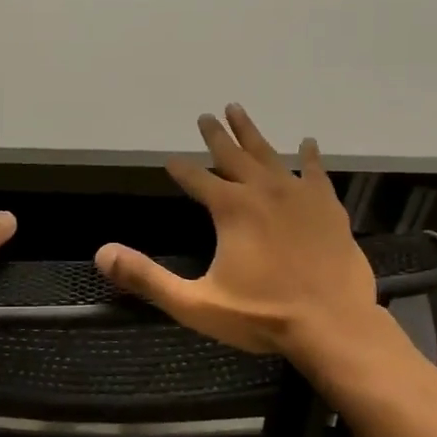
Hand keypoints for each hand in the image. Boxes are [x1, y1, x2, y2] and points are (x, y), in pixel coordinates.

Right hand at [94, 105, 397, 371]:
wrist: (333, 326)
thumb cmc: (262, 316)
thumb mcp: (195, 304)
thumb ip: (147, 278)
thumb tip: (102, 254)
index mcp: (231, 209)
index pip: (196, 179)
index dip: (181, 169)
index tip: (170, 160)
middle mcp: (263, 192)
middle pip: (233, 155)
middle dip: (216, 135)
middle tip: (205, 115)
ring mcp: (299, 196)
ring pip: (270, 155)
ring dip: (252, 133)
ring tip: (239, 110)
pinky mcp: (328, 208)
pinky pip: (316, 173)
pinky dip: (310, 157)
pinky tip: (308, 144)